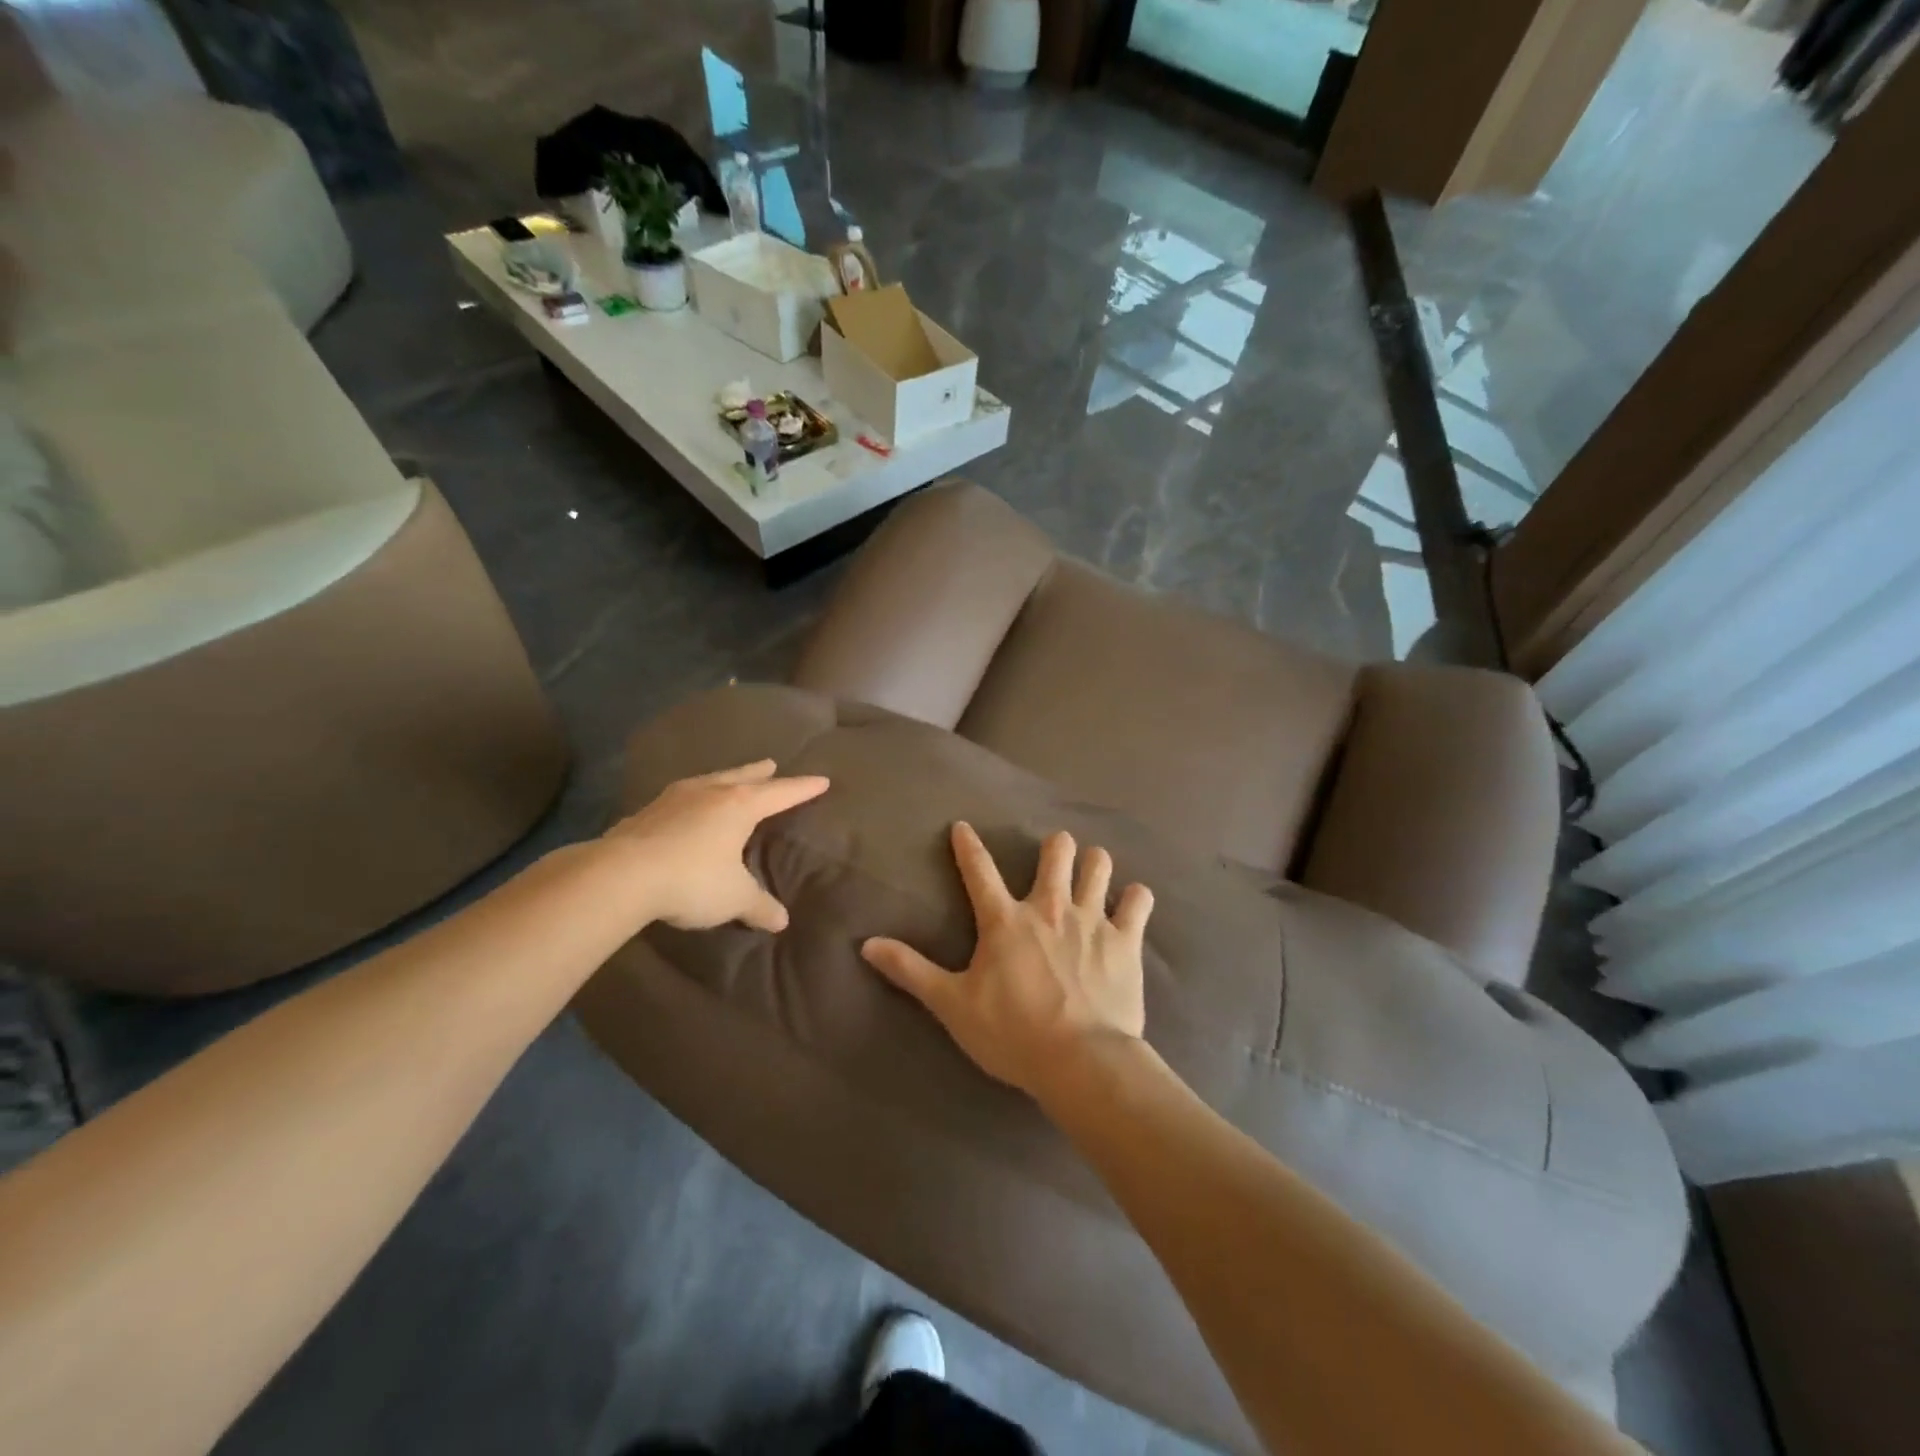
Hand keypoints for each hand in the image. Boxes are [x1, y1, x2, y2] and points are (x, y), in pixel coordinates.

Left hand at [603, 760, 827, 931]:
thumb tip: (781, 921)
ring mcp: (674, 798)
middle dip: (760, 772)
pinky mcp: (646, 812)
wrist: (620, 876)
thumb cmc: (692, 879)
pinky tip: (686, 807)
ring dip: (724, 779)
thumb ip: (759, 906)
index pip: (781, 793)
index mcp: (740, 806)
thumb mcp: (734, 898)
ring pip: (709, 781)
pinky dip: (694, 798)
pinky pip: (681, 798)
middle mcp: (710, 793)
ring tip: (729, 781)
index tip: (821, 779)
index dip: (803, 788)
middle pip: (742, 776)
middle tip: (772, 764)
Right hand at [861, 823, 1153, 1101]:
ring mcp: (1092, 919)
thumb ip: (911, 971)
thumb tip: (867, 944)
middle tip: (1052, 858)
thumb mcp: (952, 1004)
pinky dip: (1135, 899)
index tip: (962, 826)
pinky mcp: (1126, 940)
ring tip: (1091, 873)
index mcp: (1005, 920)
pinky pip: (1138, 901)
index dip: (967, 844)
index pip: (979, 869)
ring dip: (1094, 864)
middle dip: (1054, 847)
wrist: (1081, 1061)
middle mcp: (1049, 907)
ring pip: (1098, 865)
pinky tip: (1131, 904)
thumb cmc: (1012, 1033)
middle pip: (1056, 851)